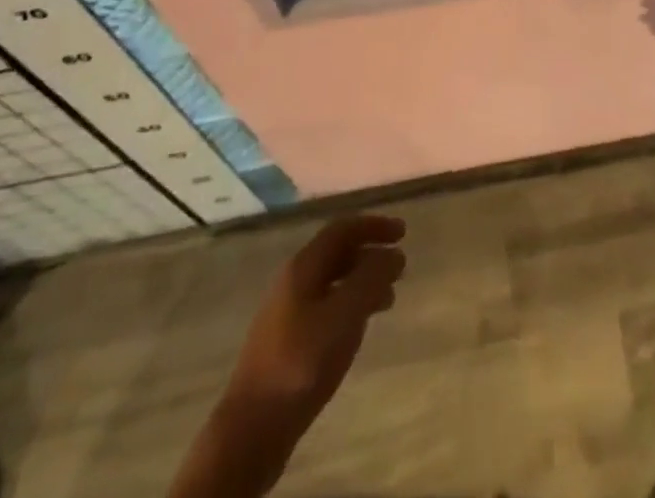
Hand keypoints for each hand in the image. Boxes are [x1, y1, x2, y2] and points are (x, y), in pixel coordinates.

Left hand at [174, 215, 406, 497]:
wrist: (252, 428)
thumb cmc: (302, 362)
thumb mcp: (344, 315)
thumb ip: (371, 279)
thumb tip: (393, 254)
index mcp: (303, 266)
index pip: (343, 229)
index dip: (374, 226)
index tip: (403, 233)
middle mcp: (293, 281)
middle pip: (337, 254)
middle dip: (370, 254)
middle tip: (399, 267)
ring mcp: (286, 312)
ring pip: (332, 282)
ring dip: (362, 282)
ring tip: (388, 299)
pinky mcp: (287, 341)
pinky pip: (325, 307)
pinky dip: (349, 306)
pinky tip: (359, 328)